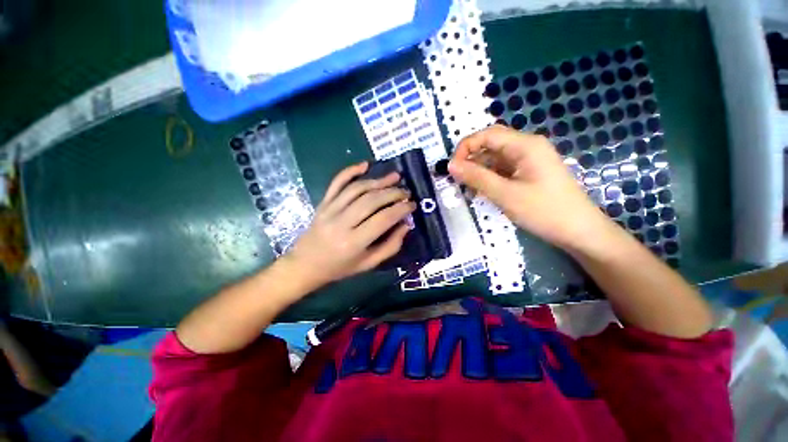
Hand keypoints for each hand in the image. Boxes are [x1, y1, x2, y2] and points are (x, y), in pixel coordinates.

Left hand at [285, 162, 415, 286]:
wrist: (305, 264)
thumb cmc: (340, 268)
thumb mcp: (369, 264)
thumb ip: (391, 246)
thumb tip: (406, 224)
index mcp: (354, 242)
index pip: (383, 219)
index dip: (400, 209)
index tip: (412, 205)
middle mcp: (341, 223)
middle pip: (371, 200)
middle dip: (393, 193)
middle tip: (406, 191)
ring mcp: (330, 210)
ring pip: (357, 189)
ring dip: (378, 181)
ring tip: (395, 177)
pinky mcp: (323, 203)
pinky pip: (336, 182)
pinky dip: (350, 171)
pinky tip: (365, 164)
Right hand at [449, 125, 615, 250]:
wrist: (579, 231)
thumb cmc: (544, 211)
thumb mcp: (505, 194)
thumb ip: (476, 177)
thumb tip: (450, 165)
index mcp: (525, 145)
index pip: (487, 135)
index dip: (465, 147)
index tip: (452, 168)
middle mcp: (527, 147)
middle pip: (491, 145)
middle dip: (471, 160)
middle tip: (458, 180)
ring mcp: (529, 160)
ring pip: (495, 158)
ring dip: (479, 171)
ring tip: (468, 189)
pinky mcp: (528, 173)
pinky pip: (503, 169)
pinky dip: (489, 178)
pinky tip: (482, 191)